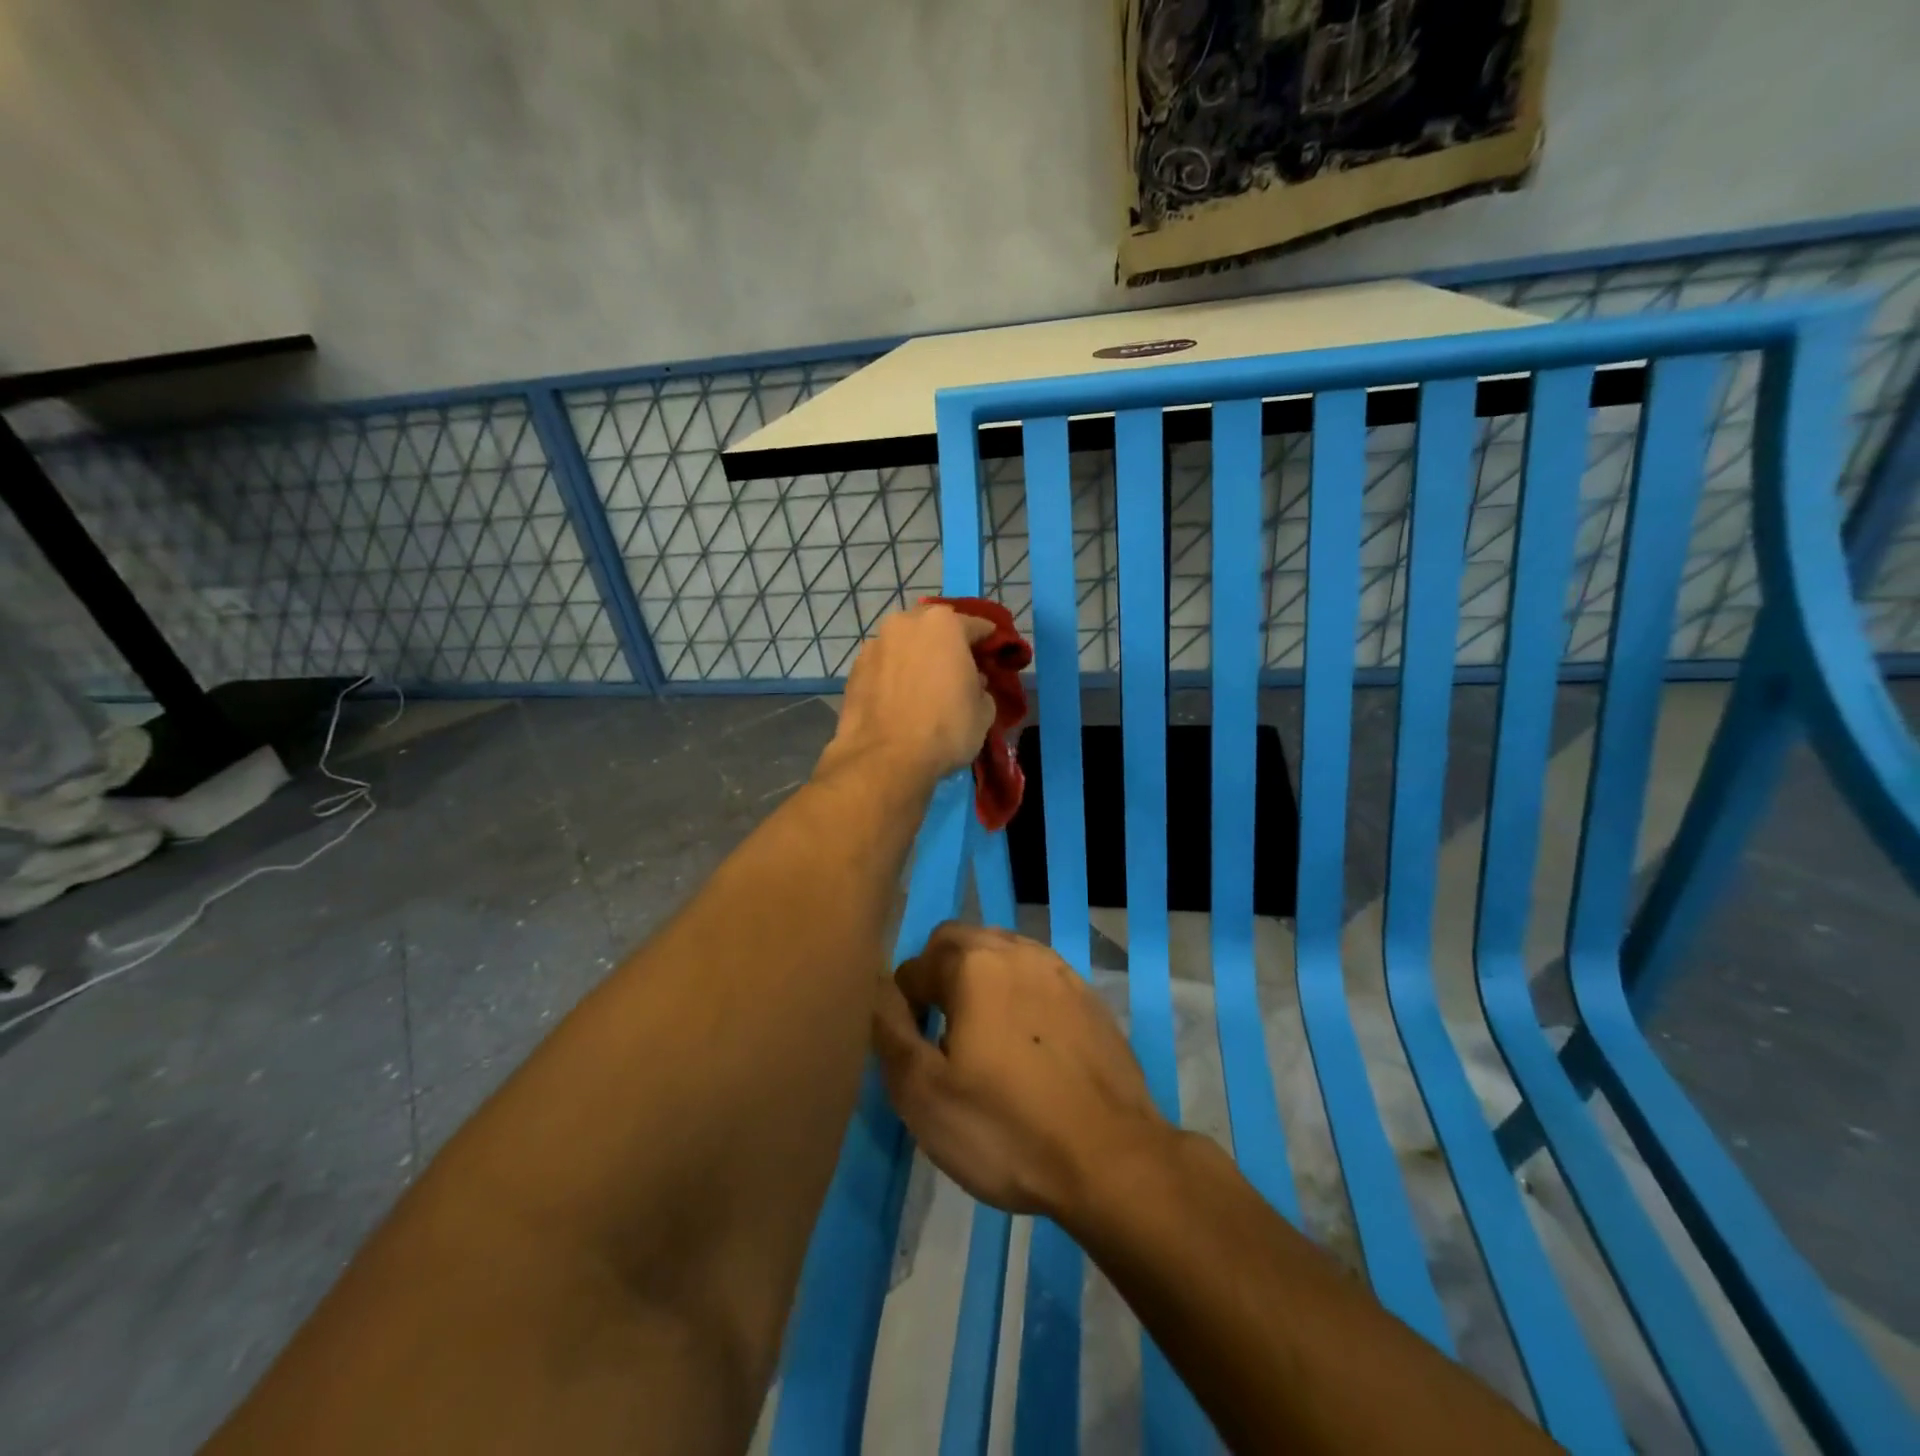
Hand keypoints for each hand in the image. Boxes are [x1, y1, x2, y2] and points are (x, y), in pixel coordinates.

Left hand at [820, 605, 994, 789]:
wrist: (884, 759)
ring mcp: (875, 644)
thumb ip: (982, 687)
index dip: (989, 642)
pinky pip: (884, 666)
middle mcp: (905, 623)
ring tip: (924, 686)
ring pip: (904, 644)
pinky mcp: (854, 669)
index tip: (994, 657)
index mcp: (944, 624)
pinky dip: (894, 675)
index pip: (976, 625)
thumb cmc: (945, 729)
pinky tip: (900, 699)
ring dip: (916, 657)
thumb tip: (972, 682)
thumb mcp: (984, 711)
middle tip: (956, 670)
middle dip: (947, 643)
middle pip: (934, 627)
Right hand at [872, 923, 1170, 1218]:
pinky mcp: (1089, 997)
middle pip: (960, 943)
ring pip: (1002, 955)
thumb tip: (874, 986)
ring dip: (981, 983)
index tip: (914, 1052)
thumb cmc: (1007, 1128)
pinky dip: (1020, 997)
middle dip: (940, 978)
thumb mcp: (923, 1093)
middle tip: (942, 1038)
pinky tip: (1028, 1048)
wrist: (1112, 1159)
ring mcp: (1060, 970)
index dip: (904, 1007)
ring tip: (984, 1041)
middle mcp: (1018, 949)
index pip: (916, 965)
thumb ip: (888, 1029)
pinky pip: (1038, 979)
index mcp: (974, 963)